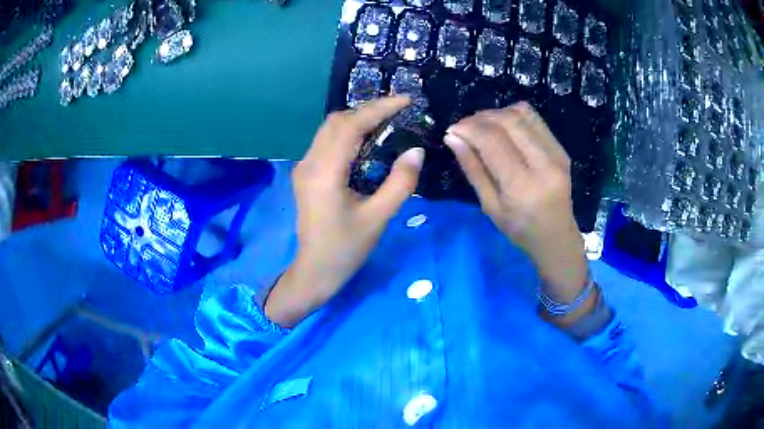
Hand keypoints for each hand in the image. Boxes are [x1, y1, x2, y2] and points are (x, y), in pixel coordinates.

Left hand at [265, 97, 424, 326]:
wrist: (314, 271)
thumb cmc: (346, 249)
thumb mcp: (378, 218)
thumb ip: (400, 183)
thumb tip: (416, 151)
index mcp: (325, 173)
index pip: (351, 126)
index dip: (379, 108)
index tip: (405, 101)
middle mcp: (309, 163)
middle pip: (336, 121)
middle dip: (368, 110)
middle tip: (398, 112)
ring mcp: (303, 168)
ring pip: (329, 129)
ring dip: (357, 120)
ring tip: (386, 122)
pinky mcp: (305, 174)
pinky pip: (326, 143)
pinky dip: (347, 134)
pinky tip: (366, 142)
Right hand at [444, 102, 587, 302]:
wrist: (556, 236)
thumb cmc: (519, 229)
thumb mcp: (490, 206)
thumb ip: (473, 169)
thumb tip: (452, 137)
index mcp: (523, 185)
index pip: (493, 141)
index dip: (469, 128)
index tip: (452, 130)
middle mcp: (544, 163)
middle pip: (508, 121)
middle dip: (480, 117)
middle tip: (464, 127)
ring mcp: (557, 153)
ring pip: (522, 114)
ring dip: (496, 114)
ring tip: (482, 126)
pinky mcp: (561, 148)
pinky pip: (534, 119)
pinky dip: (513, 116)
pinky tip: (503, 128)